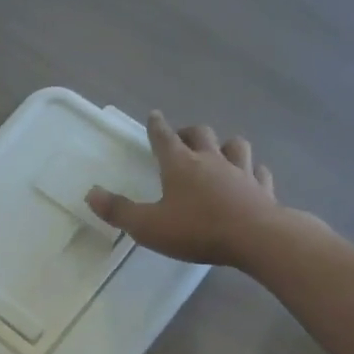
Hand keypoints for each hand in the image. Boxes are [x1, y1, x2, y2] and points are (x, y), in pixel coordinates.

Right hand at [87, 112, 291, 266]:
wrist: (256, 238)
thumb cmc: (197, 230)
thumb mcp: (148, 226)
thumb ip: (119, 211)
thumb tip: (91, 194)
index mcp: (180, 165)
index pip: (164, 137)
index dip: (156, 126)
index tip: (153, 115)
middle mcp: (211, 160)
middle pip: (201, 134)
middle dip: (189, 132)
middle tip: (182, 138)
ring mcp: (242, 172)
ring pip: (235, 145)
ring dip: (225, 145)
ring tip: (218, 152)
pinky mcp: (263, 189)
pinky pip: (259, 173)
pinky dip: (253, 172)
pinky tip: (251, 176)